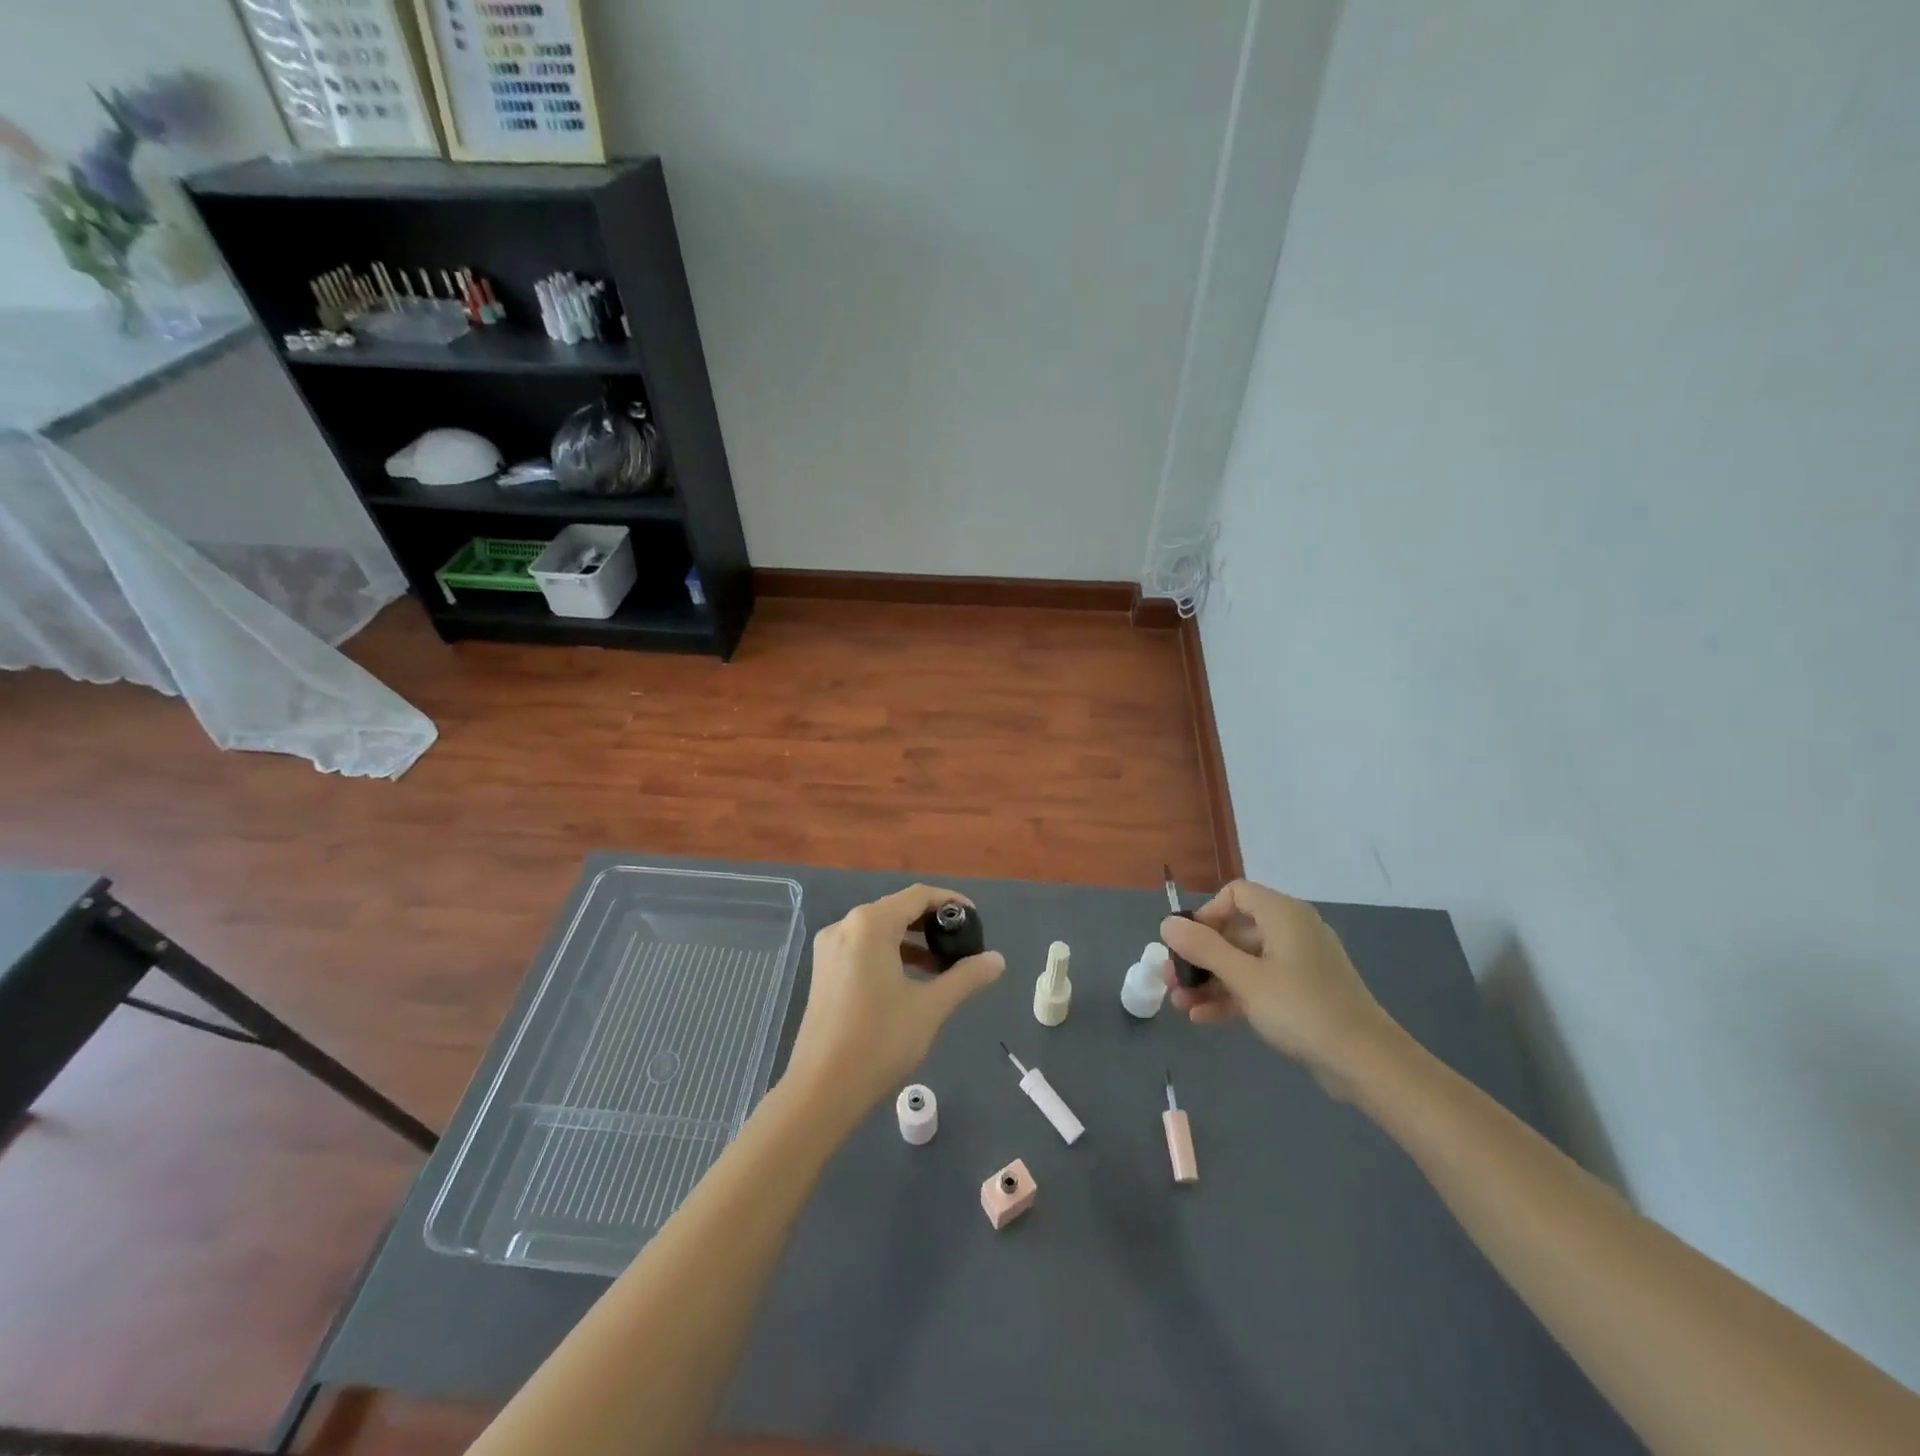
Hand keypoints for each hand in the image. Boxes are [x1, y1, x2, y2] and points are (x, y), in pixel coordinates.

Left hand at [784, 884, 1004, 1119]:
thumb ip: (966, 977)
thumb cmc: (880, 1040)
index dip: (949, 902)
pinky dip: (890, 954)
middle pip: (896, 910)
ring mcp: (829, 949)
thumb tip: (997, 960)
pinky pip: (863, 948)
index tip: (975, 920)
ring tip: (943, 966)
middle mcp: (845, 926)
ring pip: (879, 931)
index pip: (917, 896)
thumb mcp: (930, 1007)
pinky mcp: (824, 972)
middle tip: (962, 944)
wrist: (822, 1090)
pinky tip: (912, 981)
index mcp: (870, 924)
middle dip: (931, 923)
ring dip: (911, 941)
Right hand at [1160, 879, 1403, 1097]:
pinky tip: (1202, 1017)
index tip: (1186, 943)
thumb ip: (1203, 948)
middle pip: (1234, 930)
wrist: (1367, 1063)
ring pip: (1243, 962)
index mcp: (1282, 915)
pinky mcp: (1303, 993)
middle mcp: (1292, 931)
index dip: (1206, 914)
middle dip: (1198, 956)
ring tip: (1179, 1004)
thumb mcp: (1244, 978)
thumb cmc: (1301, 1009)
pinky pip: (1259, 984)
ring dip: (1210, 980)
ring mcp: (1299, 964)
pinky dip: (1233, 996)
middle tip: (1171, 979)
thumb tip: (1167, 923)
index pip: (1235, 894)